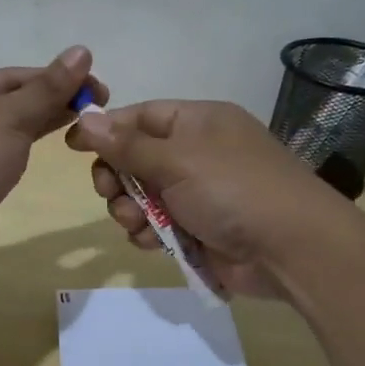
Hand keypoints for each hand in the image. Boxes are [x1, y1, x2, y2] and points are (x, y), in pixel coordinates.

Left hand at [0, 46, 105, 273]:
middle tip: (96, 109)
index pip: (11, 76)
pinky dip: (20, 154)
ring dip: (37, 127)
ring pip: (2, 133)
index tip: (96, 88)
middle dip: (50, 103)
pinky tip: (40, 156)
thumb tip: (82, 50)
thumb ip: (47, 88)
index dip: (55, 78)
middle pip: (7, 102)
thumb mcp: (10, 117)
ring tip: (79, 129)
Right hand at [66, 100, 338, 298]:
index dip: (106, 129)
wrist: (291, 249)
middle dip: (117, 178)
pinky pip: (157, 225)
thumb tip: (86, 118)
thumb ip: (127, 144)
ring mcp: (199, 193)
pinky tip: (152, 242)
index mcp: (198, 122)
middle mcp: (197, 153)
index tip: (73, 146)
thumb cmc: (233, 189)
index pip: (140, 116)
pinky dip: (149, 233)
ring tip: (138, 223)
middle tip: (110, 192)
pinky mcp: (199, 228)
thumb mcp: (176, 160)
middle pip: (135, 158)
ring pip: (142, 196)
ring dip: (130, 210)